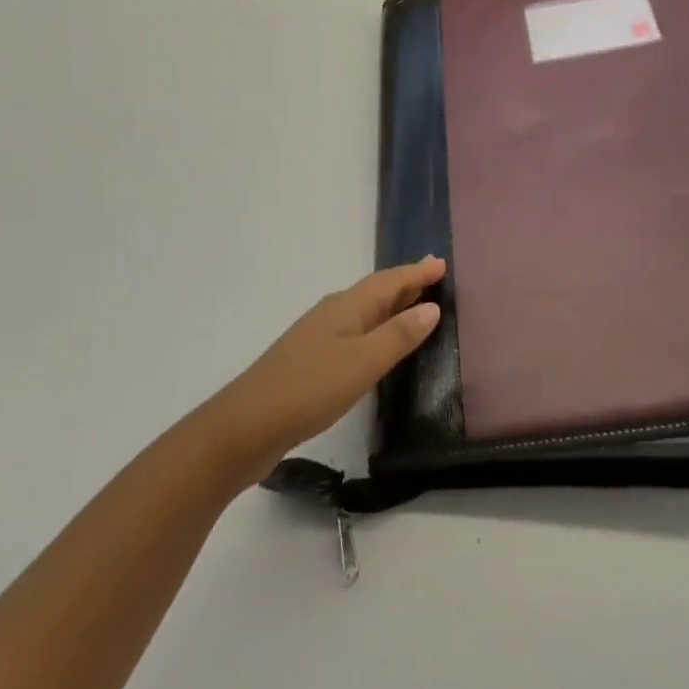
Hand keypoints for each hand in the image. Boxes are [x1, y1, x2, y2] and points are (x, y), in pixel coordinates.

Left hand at [200, 257, 444, 487]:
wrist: (247, 425)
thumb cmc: (310, 388)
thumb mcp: (363, 362)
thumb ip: (398, 335)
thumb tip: (431, 307)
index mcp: (347, 307)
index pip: (389, 281)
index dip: (416, 272)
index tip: (441, 263)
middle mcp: (333, 313)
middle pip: (376, 291)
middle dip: (405, 283)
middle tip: (433, 275)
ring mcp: (319, 336)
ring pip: (364, 311)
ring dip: (391, 305)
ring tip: (414, 305)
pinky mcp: (311, 360)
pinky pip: (354, 331)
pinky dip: (375, 328)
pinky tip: (377, 344)